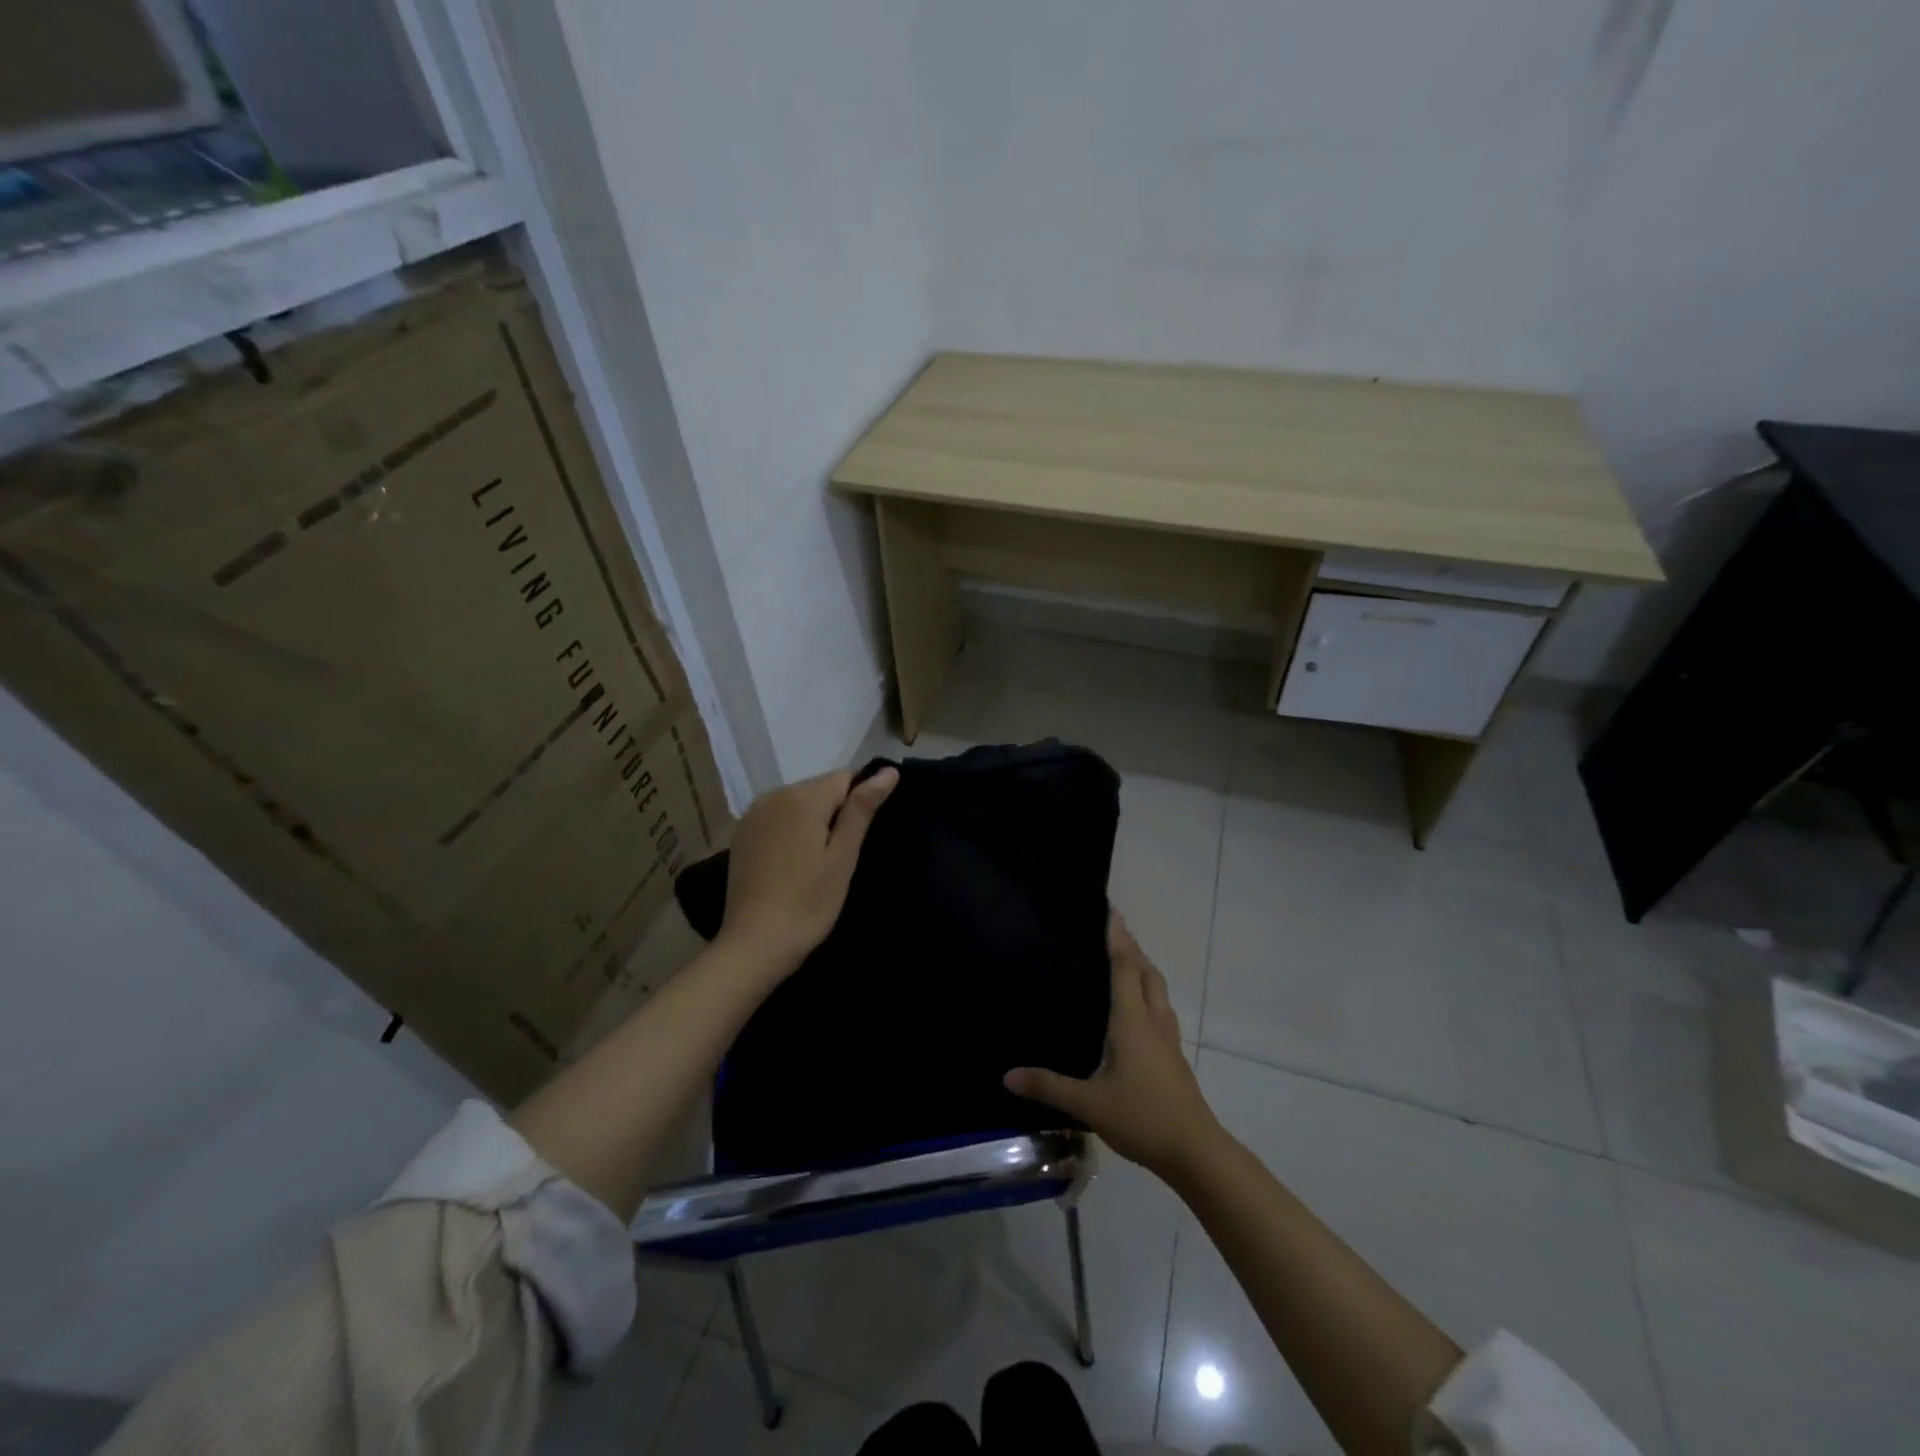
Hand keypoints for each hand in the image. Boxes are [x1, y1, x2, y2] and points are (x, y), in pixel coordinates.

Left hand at [717, 767, 898, 975]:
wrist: (755, 944)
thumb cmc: (808, 902)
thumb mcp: (843, 856)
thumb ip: (862, 808)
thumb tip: (888, 771)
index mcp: (801, 797)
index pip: (846, 777)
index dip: (861, 801)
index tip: (863, 836)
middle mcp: (773, 795)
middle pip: (820, 789)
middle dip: (837, 812)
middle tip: (842, 855)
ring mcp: (753, 814)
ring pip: (798, 803)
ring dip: (814, 822)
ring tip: (820, 862)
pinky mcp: (742, 834)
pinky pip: (778, 819)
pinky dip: (792, 832)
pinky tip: (794, 863)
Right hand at [1005, 912, 1225, 1181]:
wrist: (1195, 1151)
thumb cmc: (1142, 1117)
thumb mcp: (1088, 1103)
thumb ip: (1048, 1087)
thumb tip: (1007, 1075)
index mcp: (1132, 1021)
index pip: (1124, 967)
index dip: (1116, 938)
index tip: (1112, 909)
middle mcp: (1153, 1021)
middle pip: (1147, 972)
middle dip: (1133, 948)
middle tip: (1114, 931)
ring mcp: (1168, 1039)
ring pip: (1158, 990)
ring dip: (1144, 969)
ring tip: (1127, 962)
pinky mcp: (1175, 1057)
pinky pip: (1161, 1010)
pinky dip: (1149, 995)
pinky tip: (1139, 1012)